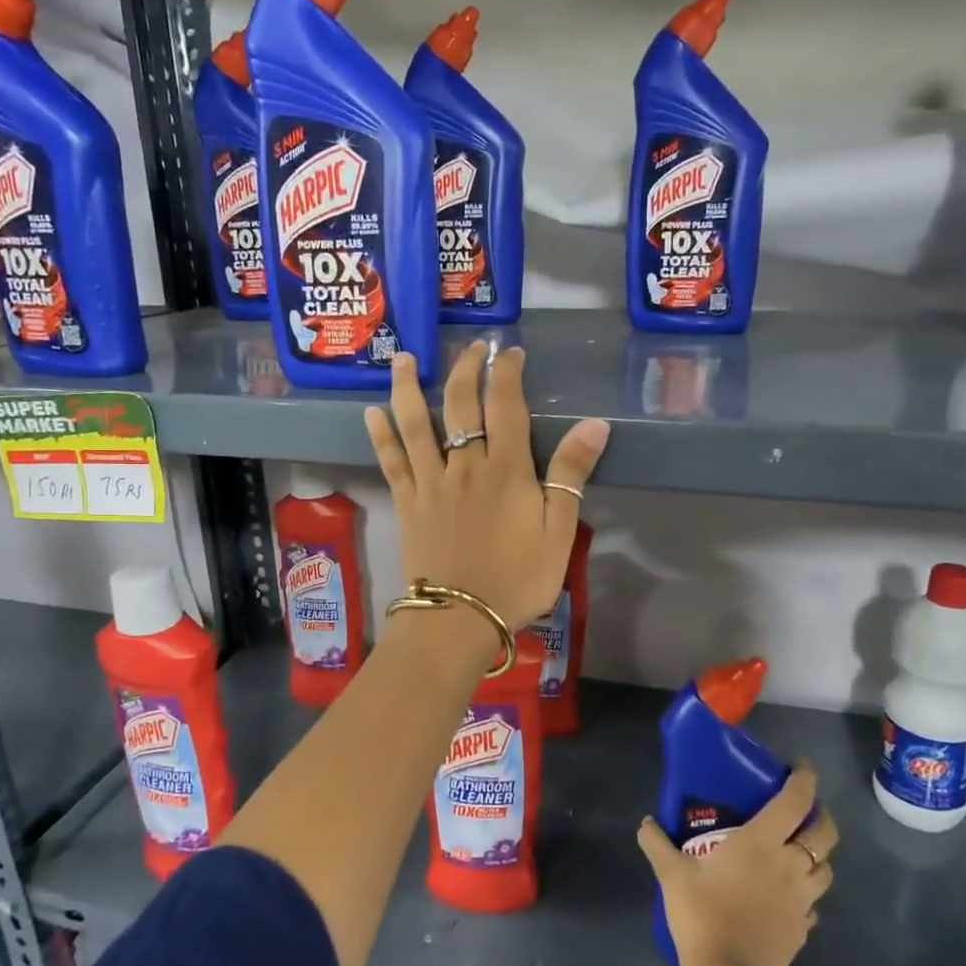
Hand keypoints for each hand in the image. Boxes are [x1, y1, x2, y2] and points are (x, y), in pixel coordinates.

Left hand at [365, 342, 608, 629]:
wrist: (459, 618)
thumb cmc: (517, 578)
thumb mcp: (558, 532)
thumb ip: (571, 476)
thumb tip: (594, 425)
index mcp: (505, 468)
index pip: (505, 404)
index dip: (506, 372)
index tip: (508, 351)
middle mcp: (464, 464)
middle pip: (461, 403)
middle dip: (466, 368)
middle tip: (470, 347)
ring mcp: (430, 481)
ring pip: (416, 423)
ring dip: (409, 386)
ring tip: (402, 357)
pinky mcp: (407, 501)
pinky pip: (391, 461)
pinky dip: (381, 435)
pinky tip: (371, 412)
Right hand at [638, 764, 838, 965]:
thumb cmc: (703, 915)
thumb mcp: (671, 875)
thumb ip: (657, 843)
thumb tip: (646, 822)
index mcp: (763, 842)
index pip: (796, 800)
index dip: (804, 779)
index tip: (800, 766)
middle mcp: (791, 865)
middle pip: (825, 832)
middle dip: (820, 814)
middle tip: (802, 808)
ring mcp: (802, 899)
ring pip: (826, 868)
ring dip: (817, 854)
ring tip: (795, 850)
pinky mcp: (803, 929)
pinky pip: (813, 902)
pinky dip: (805, 891)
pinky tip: (785, 895)